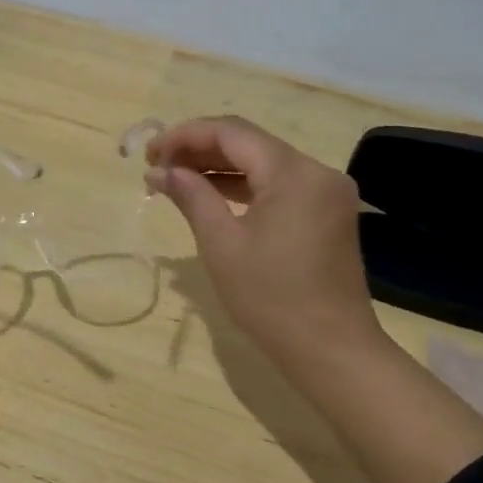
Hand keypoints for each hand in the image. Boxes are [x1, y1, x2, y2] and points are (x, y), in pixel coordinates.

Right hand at [146, 116, 385, 377]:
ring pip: (264, 163)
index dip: (186, 135)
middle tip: (158, 166)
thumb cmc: (271, 298)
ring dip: (220, 168)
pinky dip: (245, 187)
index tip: (151, 151)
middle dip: (200, 150)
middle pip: (250, 143)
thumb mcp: (221, 244)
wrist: (331, 350)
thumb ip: (191, 196)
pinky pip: (279, 185)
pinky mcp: (327, 213)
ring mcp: (326, 192)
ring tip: (176, 180)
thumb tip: (160, 170)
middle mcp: (316, 171)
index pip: (232, 132)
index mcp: (293, 172)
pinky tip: (212, 196)